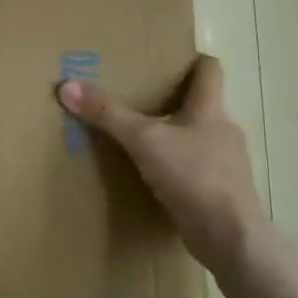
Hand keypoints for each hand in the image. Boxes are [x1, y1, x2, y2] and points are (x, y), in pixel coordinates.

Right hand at [57, 54, 269, 279]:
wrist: (230, 237)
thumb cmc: (193, 176)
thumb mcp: (143, 141)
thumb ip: (107, 114)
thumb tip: (67, 85)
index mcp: (211, 110)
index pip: (210, 71)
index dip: (193, 61)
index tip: (169, 59)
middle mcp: (224, 131)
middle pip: (202, 105)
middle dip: (175, 101)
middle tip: (141, 98)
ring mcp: (227, 164)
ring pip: (199, 139)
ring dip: (176, 137)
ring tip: (143, 140)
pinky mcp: (221, 193)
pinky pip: (197, 170)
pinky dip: (178, 168)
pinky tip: (156, 177)